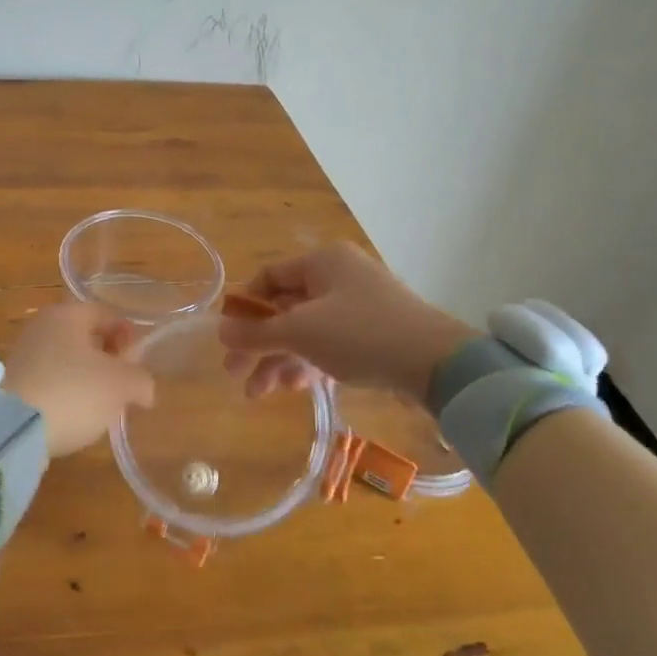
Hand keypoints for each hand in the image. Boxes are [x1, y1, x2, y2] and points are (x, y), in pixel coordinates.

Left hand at [2, 304, 156, 457]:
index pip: (107, 315)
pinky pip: (49, 382)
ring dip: (86, 379)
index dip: (128, 337)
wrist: (11, 429)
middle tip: (122, 387)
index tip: (137, 365)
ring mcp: (22, 355)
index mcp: (67, 315)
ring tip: (100, 407)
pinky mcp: (11, 384)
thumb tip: (143, 389)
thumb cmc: (73, 392)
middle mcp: (41, 327)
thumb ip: (140, 380)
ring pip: (66, 361)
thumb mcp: (120, 385)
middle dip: (108, 360)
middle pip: (85, 338)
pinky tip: (73, 416)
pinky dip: (64, 394)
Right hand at [219, 244, 478, 402]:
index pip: (269, 277)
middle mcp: (339, 277)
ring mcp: (357, 306)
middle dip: (258, 343)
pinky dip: (307, 363)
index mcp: (322, 261)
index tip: (226, 338)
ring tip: (259, 394)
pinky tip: (292, 388)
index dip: (244, 307)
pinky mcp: (371, 334)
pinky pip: (327, 344)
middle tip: (234, 374)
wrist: (436, 363)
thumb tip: (219, 331)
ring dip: (279, 360)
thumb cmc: (361, 334)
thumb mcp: (301, 332)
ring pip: (305, 330)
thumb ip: (257, 333)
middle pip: (284, 308)